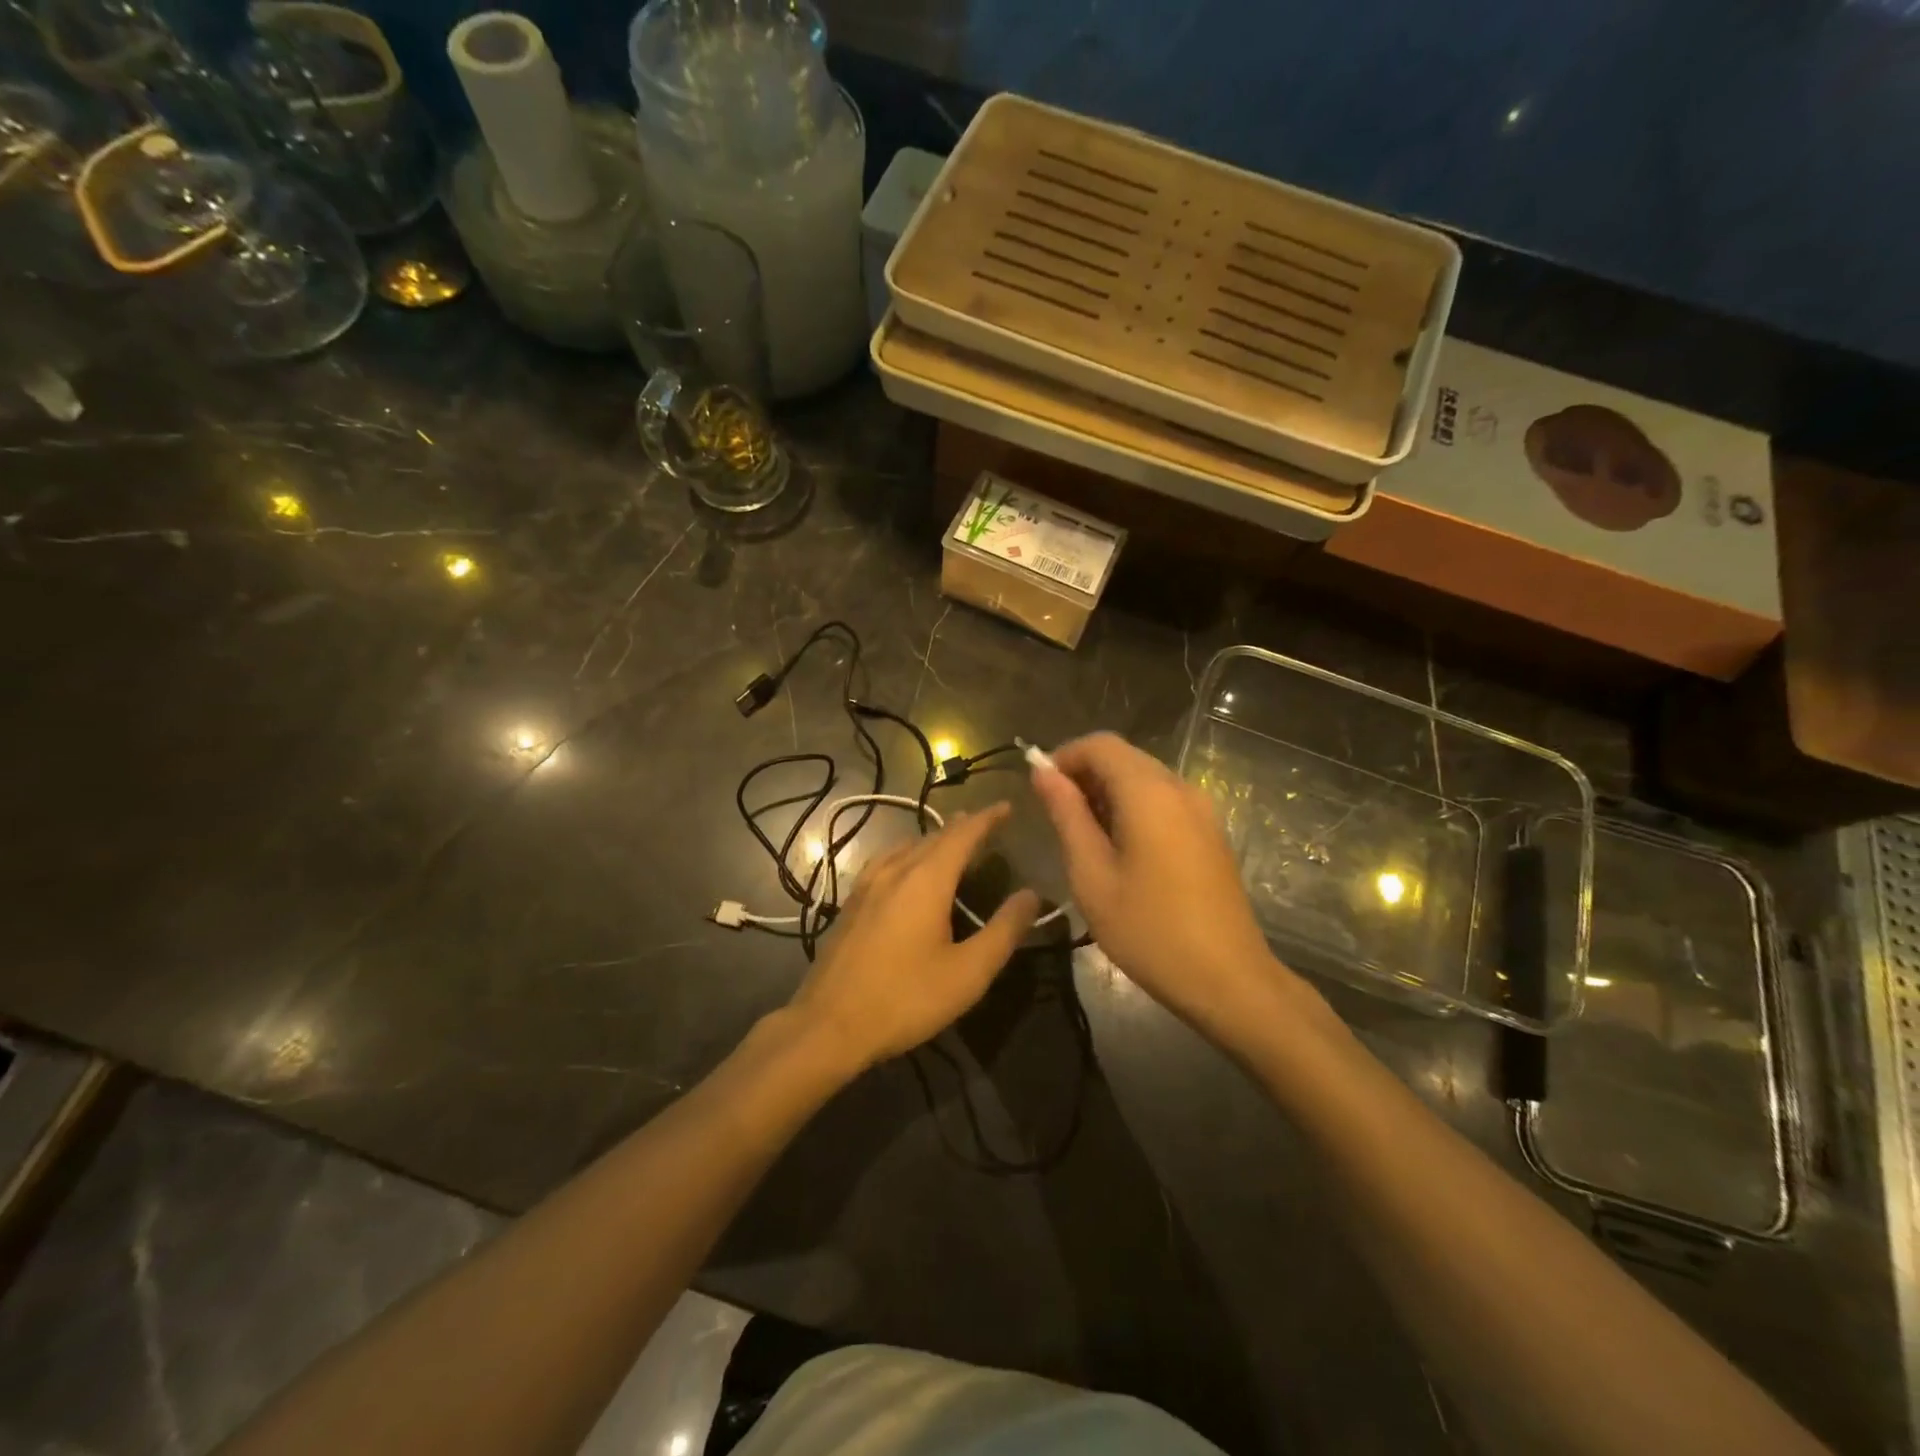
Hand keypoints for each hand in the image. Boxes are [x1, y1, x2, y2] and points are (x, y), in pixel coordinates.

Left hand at [787, 805, 1040, 1071]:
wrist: (828, 1025)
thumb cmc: (905, 999)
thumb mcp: (968, 973)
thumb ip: (1004, 931)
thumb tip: (1031, 895)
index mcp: (926, 880)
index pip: (963, 834)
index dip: (987, 818)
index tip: (1007, 807)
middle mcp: (895, 871)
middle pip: (933, 837)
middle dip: (962, 827)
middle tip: (986, 825)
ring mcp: (867, 885)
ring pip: (906, 847)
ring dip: (933, 840)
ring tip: (950, 844)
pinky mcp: (851, 903)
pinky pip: (886, 862)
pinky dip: (909, 855)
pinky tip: (906, 872)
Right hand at [1031, 732, 1297, 1044]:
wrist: (1228, 979)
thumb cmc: (1149, 930)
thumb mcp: (1092, 875)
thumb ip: (1067, 815)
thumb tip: (1042, 773)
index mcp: (1150, 792)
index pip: (1100, 745)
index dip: (1064, 757)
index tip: (1040, 791)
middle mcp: (1180, 788)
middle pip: (1124, 757)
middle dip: (1084, 775)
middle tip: (1057, 818)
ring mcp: (1202, 809)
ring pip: (1144, 778)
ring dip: (1108, 793)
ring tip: (1083, 837)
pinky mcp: (1210, 832)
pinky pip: (1164, 800)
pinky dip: (1134, 808)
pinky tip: (1120, 849)